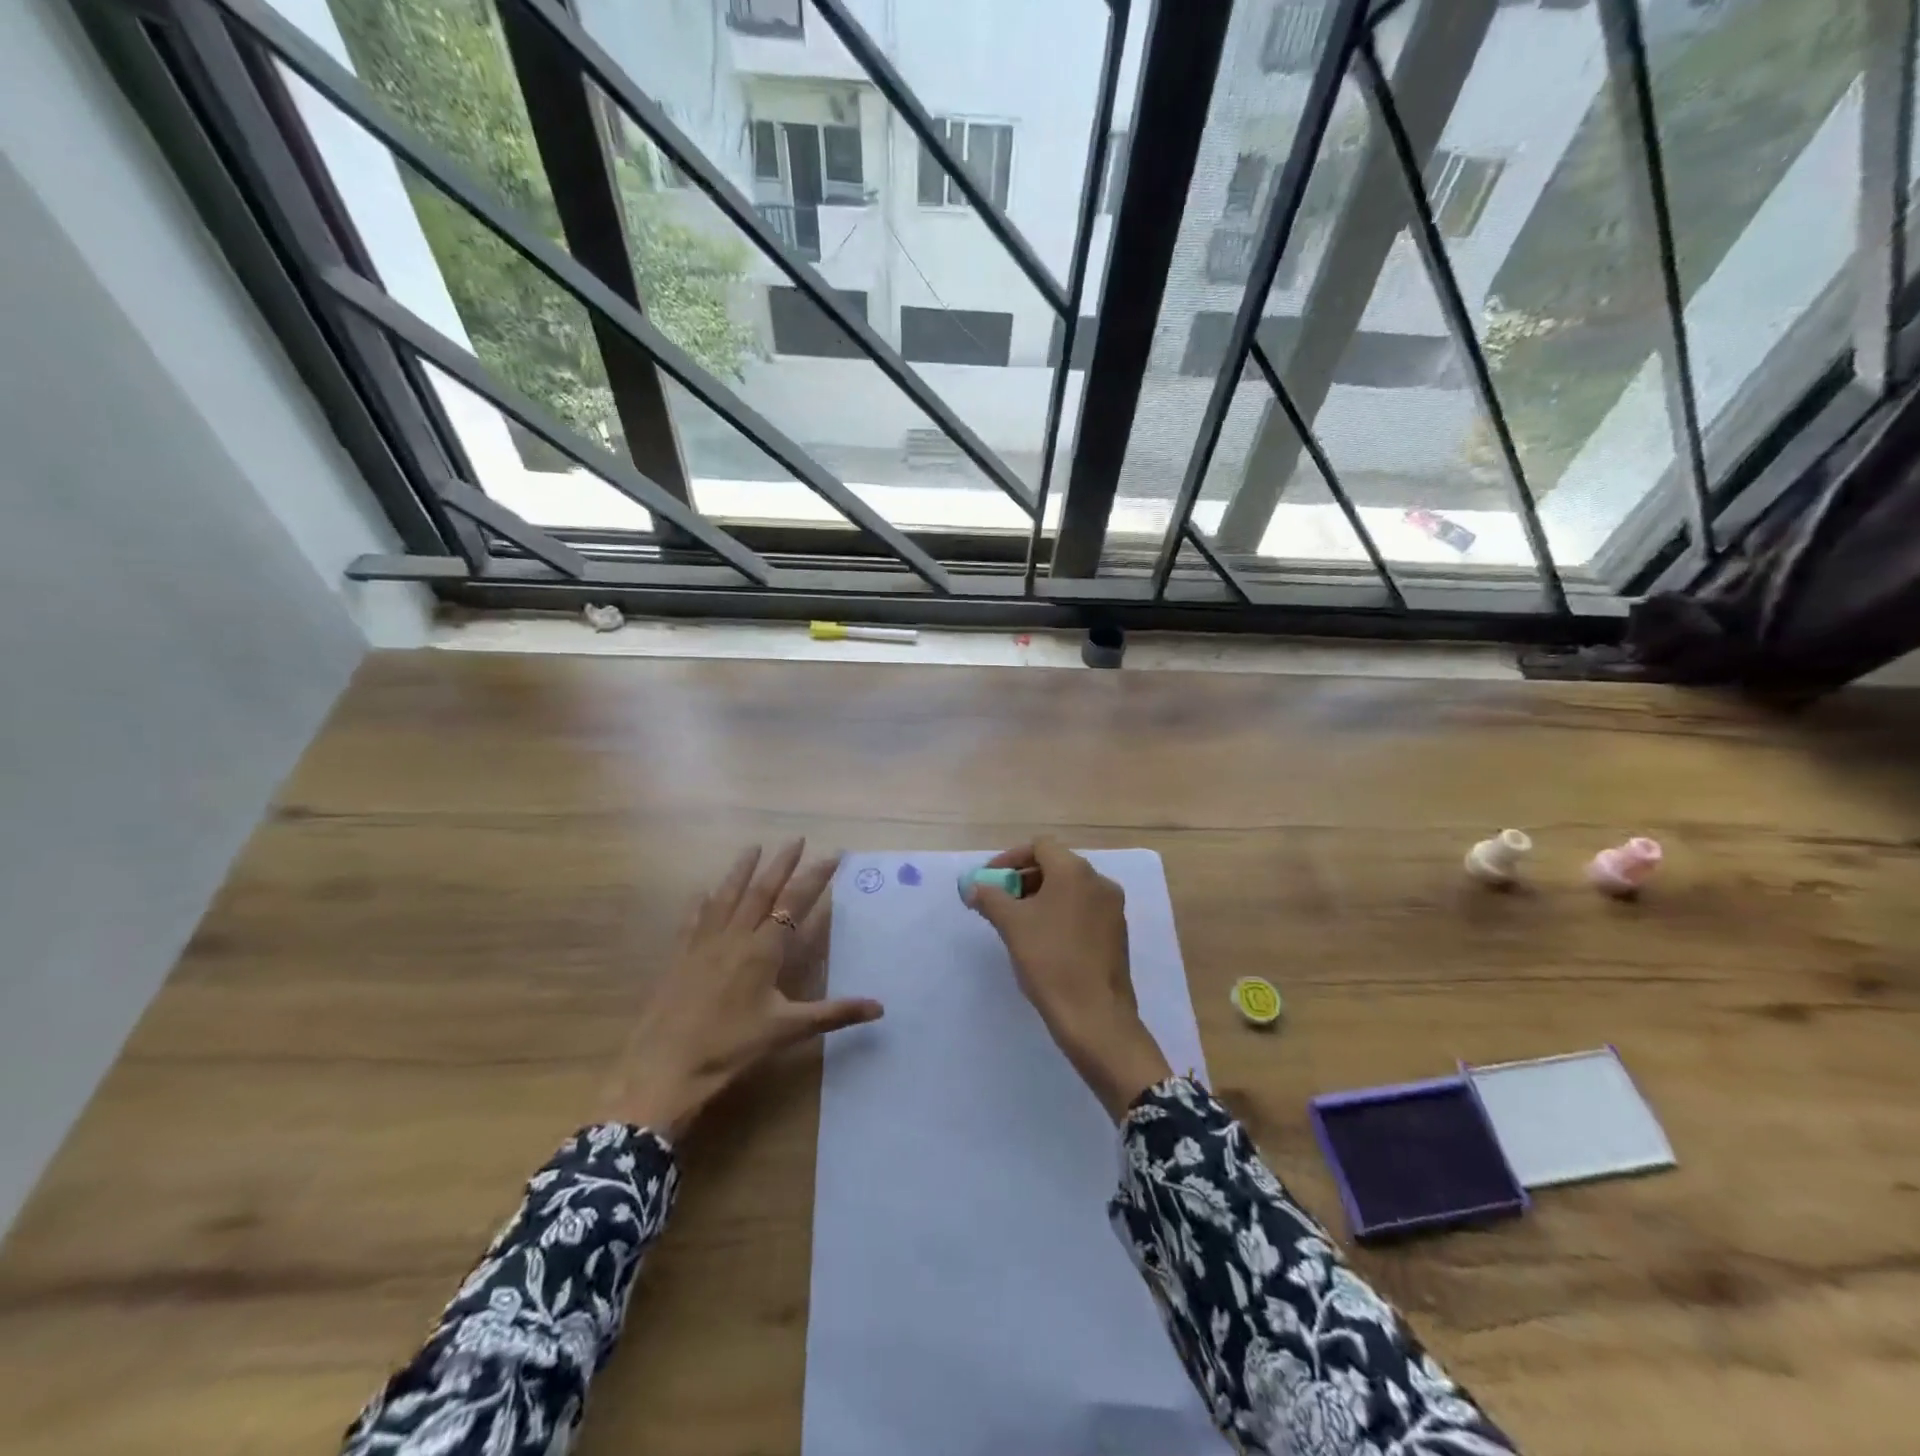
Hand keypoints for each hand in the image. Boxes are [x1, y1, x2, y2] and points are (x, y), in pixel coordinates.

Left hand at [603, 841, 882, 1140]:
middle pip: (760, 890)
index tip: (832, 854)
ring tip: (753, 847)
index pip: (794, 903)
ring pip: (726, 897)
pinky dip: (701, 902)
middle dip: (781, 863)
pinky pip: (693, 920)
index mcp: (763, 950)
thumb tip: (880, 1007)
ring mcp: (703, 944)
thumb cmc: (730, 1048)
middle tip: (795, 839)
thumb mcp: (786, 1030)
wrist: (663, 1068)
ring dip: (742, 870)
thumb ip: (833, 1014)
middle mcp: (734, 937)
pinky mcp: (679, 957)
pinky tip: (702, 892)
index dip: (815, 877)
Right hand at [966, 838, 1171, 1120]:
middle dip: (1023, 879)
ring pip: (1069, 889)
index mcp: (1075, 871)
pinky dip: (1059, 913)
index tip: (989, 880)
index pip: (1039, 846)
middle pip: (1055, 865)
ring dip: (1040, 897)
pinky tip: (1042, 939)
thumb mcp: (1012, 925)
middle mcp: (1099, 882)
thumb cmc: (1050, 961)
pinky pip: (1082, 909)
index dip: (1010, 858)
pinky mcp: (1116, 933)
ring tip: (1015, 922)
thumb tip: (974, 887)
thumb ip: (990, 898)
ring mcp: (1112, 908)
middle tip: (998, 901)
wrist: (1095, 1017)